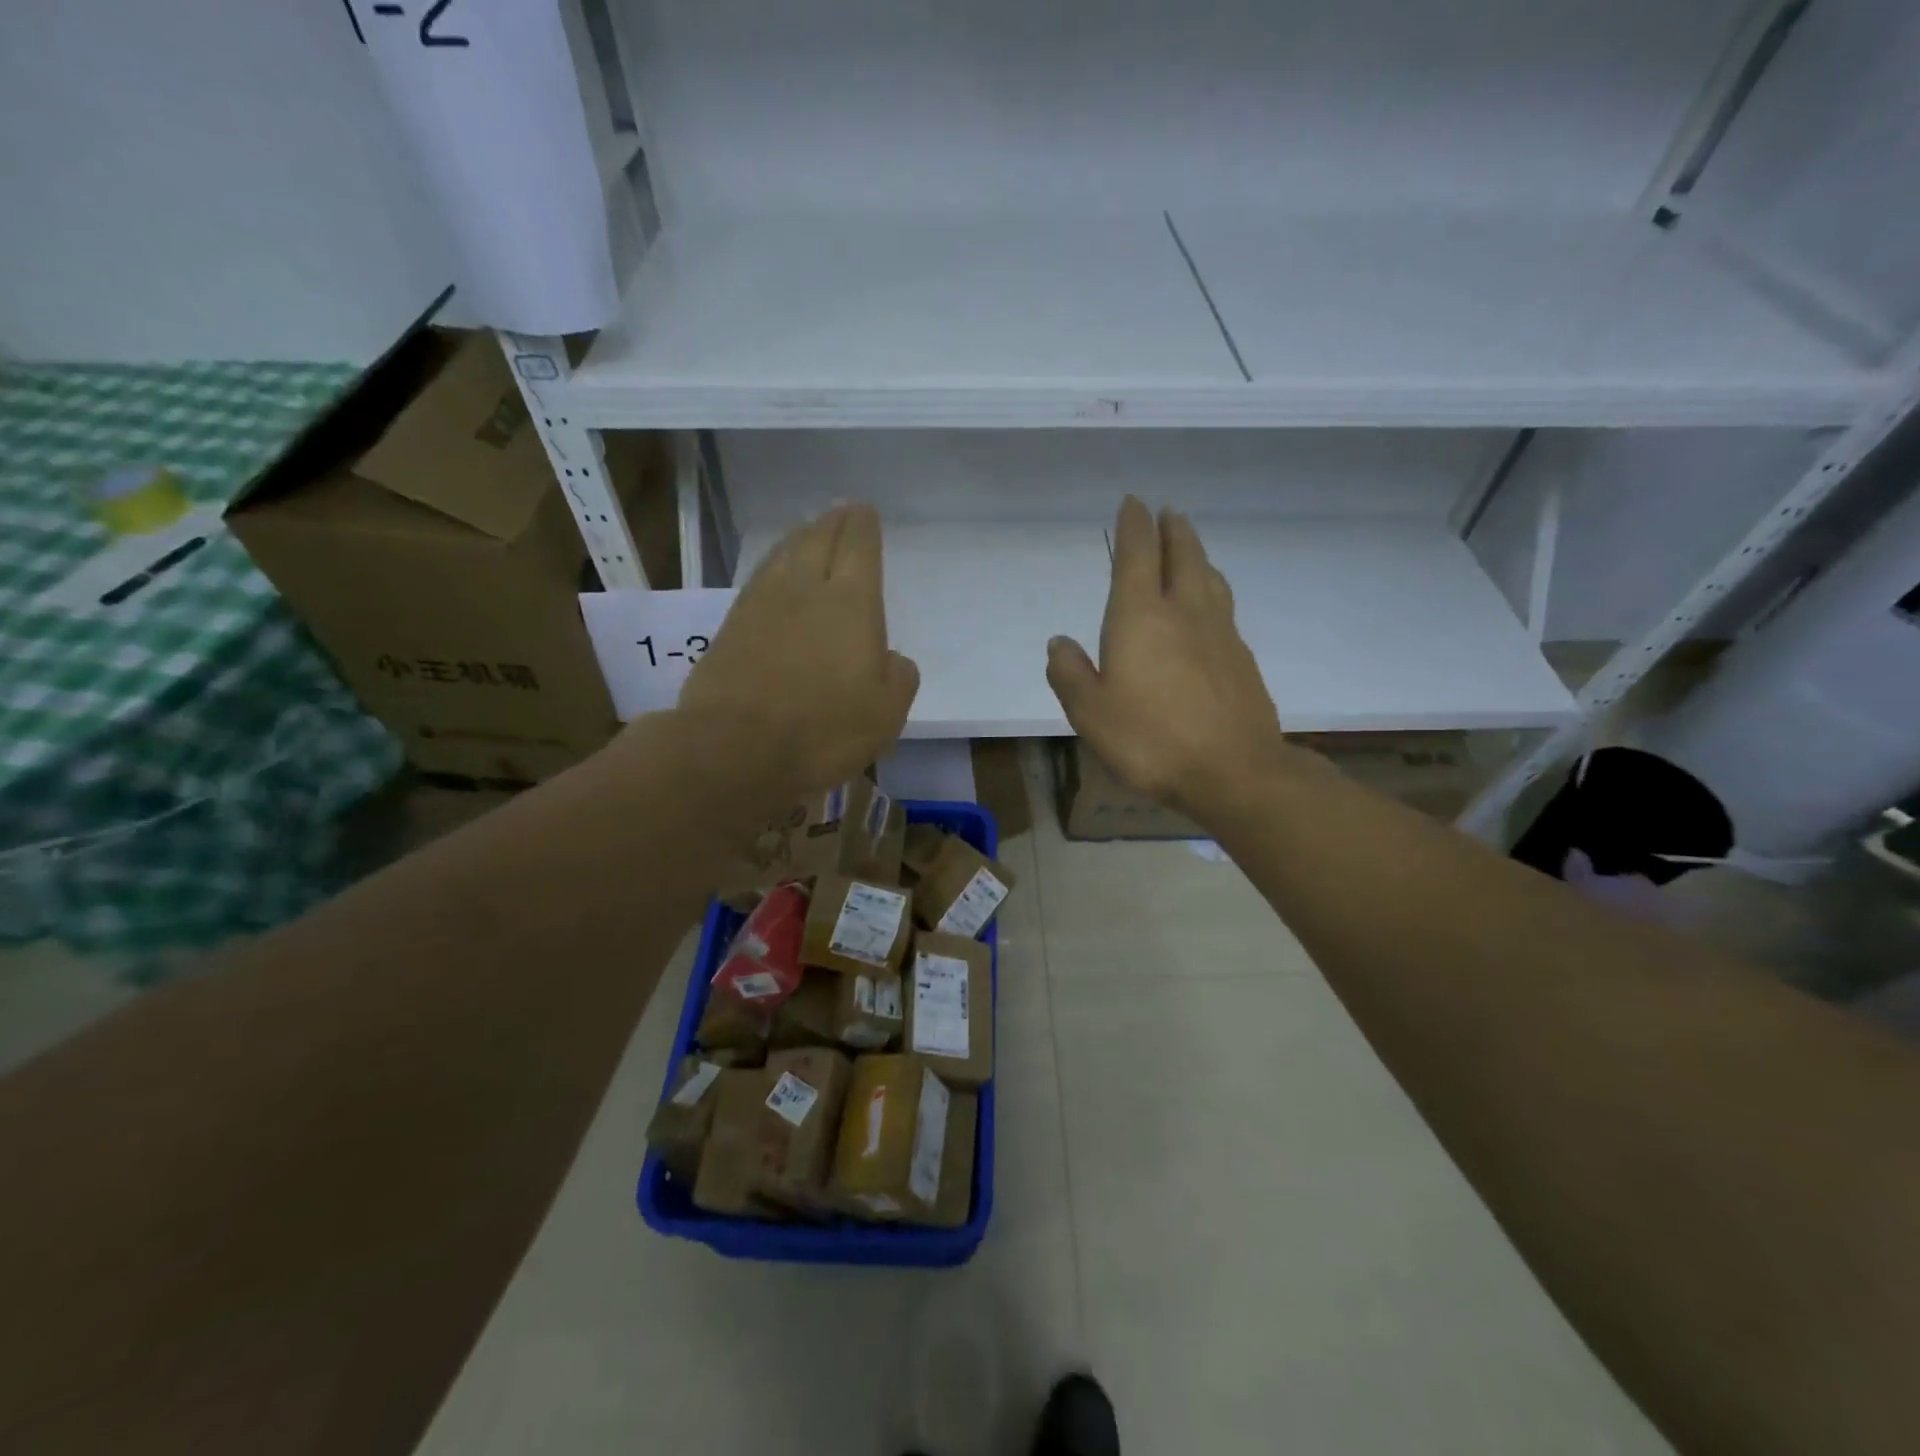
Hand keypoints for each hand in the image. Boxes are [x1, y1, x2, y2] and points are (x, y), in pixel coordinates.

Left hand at [678, 504, 918, 797]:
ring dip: (800, 538)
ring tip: (809, 534)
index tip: (865, 514)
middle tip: (841, 513)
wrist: (737, 748)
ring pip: (783, 554)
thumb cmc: (825, 730)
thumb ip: (898, 676)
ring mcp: (761, 604)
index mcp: (851, 602)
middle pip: (818, 538)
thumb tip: (889, 657)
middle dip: (833, 522)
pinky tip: (775, 577)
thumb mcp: (886, 712)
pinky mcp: (730, 627)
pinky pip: (759, 580)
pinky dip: (773, 568)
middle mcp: (804, 589)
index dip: (863, 525)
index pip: (858, 545)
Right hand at [1047, 497, 1285, 818]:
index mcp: (1141, 617)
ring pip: (1209, 577)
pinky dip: (1212, 589)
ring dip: (1196, 553)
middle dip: (1172, 530)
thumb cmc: (1151, 739)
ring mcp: (1219, 632)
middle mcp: (1184, 611)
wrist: (1234, 771)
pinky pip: (1223, 606)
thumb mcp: (1090, 712)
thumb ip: (1070, 673)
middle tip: (1167, 512)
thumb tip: (1060, 642)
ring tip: (1189, 546)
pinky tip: (1209, 604)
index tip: (1132, 502)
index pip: (1137, 555)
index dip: (1133, 525)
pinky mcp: (1241, 657)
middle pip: (1182, 555)